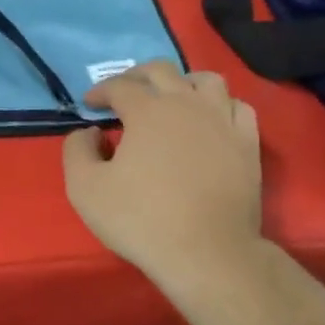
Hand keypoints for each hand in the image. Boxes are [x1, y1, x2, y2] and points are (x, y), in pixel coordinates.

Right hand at [63, 60, 264, 292]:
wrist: (207, 253)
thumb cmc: (141, 219)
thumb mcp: (84, 188)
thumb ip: (77, 150)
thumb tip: (89, 133)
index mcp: (147, 110)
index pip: (119, 86)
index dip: (100, 91)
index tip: (89, 105)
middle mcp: (187, 103)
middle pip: (162, 71)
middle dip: (136, 76)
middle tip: (123, 93)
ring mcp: (223, 121)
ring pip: (206, 80)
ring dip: (182, 83)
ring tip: (171, 100)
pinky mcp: (247, 144)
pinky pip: (237, 107)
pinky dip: (219, 105)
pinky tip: (210, 120)